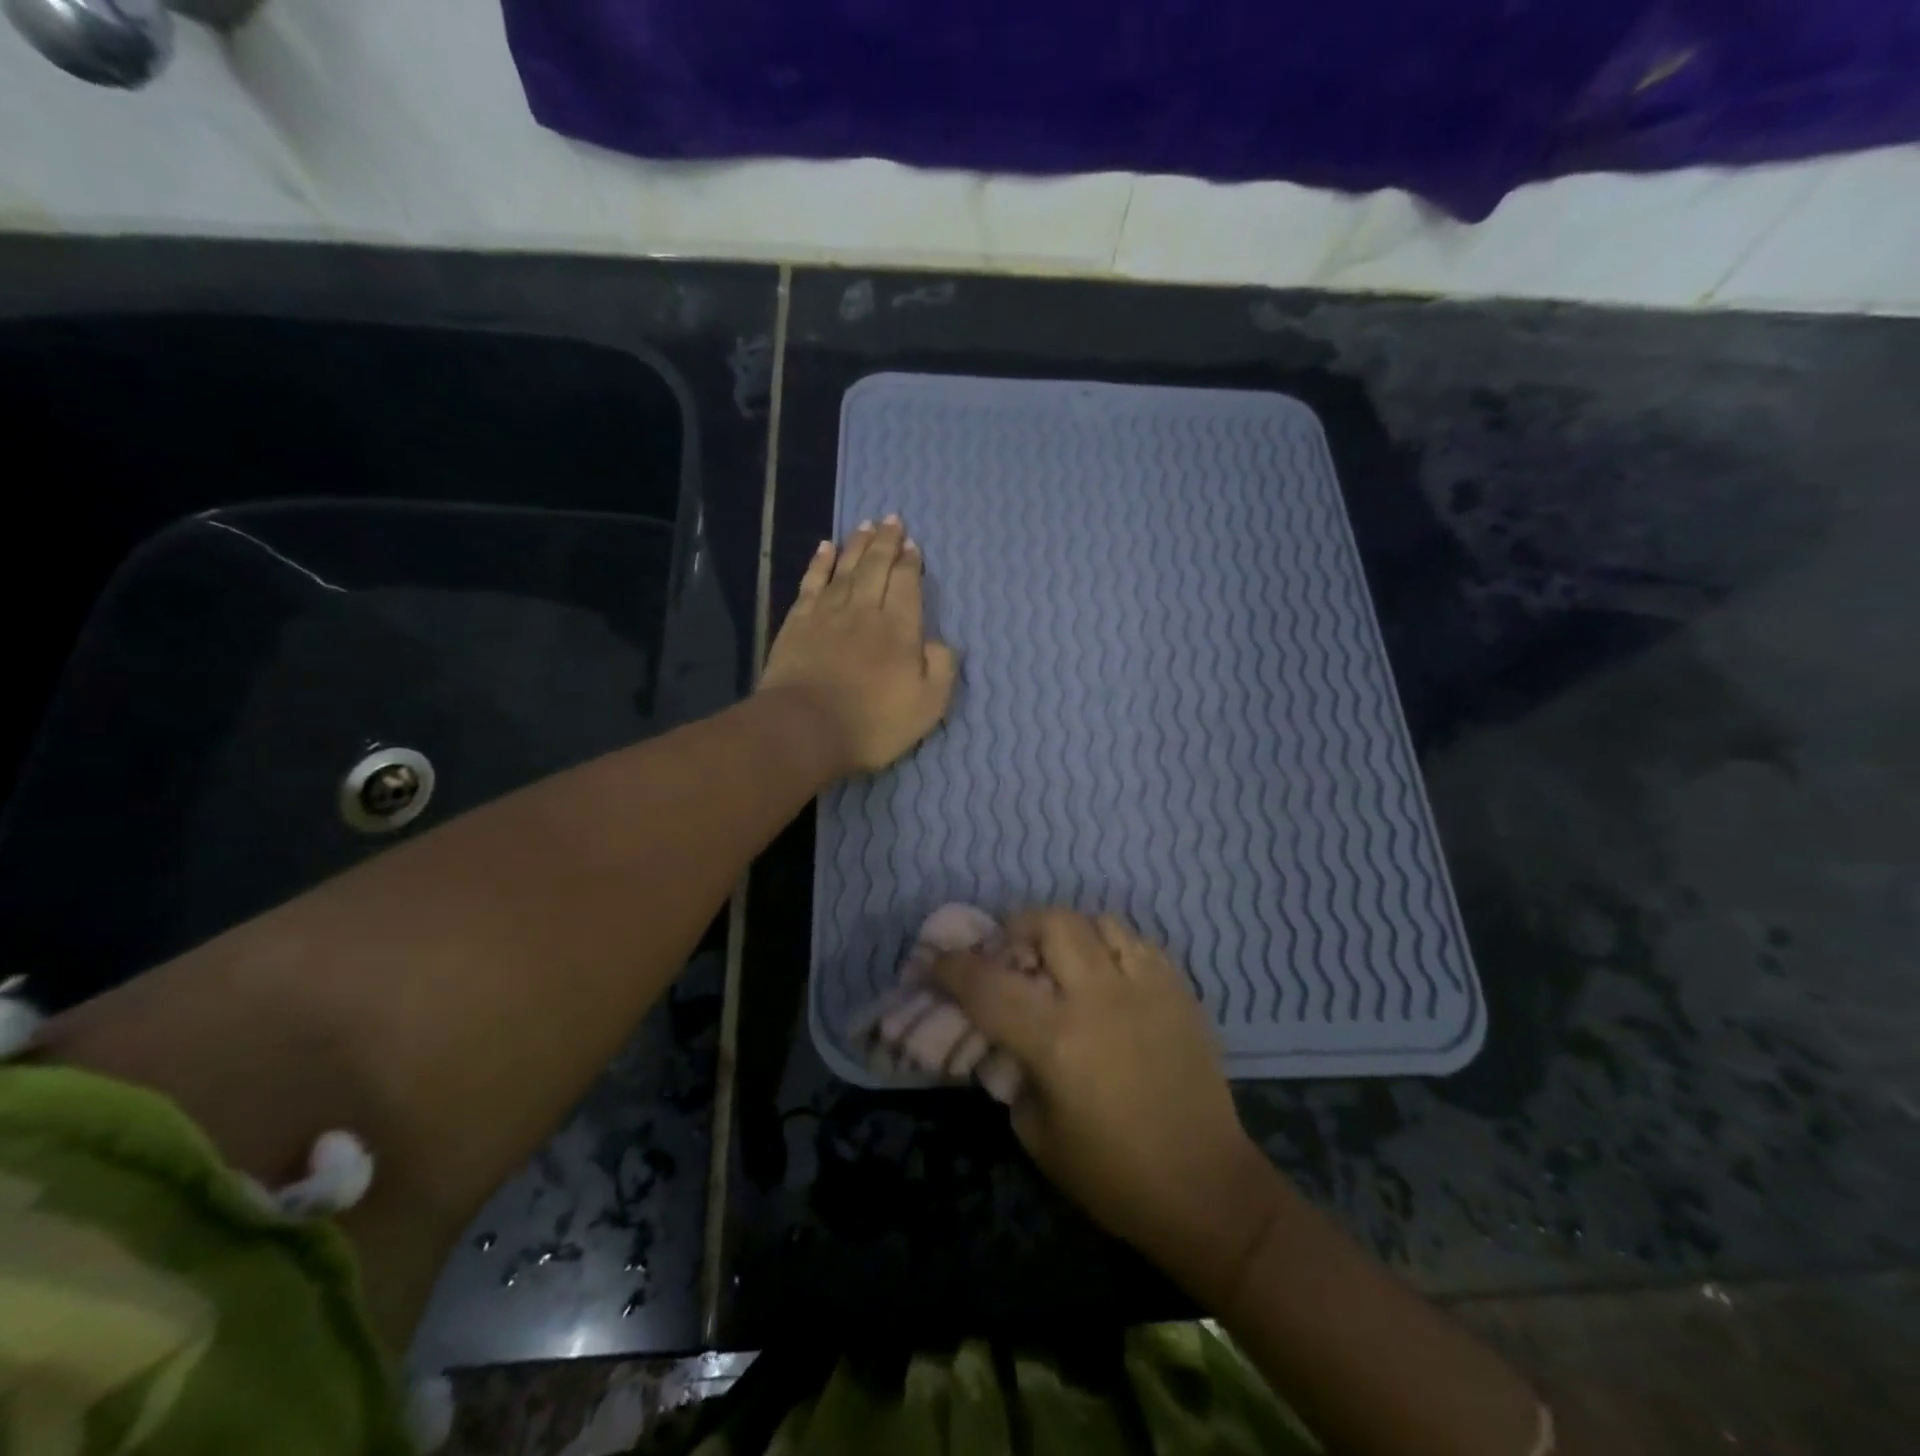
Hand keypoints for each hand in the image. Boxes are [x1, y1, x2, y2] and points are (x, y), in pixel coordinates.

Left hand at [759, 516, 958, 775]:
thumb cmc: (873, 723)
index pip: (907, 584)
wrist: (805, 729)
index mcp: (899, 629)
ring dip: (857, 544)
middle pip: (877, 567)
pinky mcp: (798, 623)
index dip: (911, 563)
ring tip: (866, 524)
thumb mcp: (928, 706)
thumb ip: (941, 668)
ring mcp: (828, 614)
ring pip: (845, 568)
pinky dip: (820, 563)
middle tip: (892, 519)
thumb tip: (939, 642)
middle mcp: (865, 611)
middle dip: (886, 542)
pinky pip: (812, 583)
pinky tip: (825, 548)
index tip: (913, 545)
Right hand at [930, 909, 1284, 1298]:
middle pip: (1051, 922)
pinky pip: (1138, 942)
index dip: (952, 967)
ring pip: (1098, 921)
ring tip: (1063, 960)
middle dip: (1018, 927)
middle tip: (1011, 952)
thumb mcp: (1037, 1135)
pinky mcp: (1179, 991)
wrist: (1206, 1189)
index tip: (936, 961)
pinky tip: (1108, 975)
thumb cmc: (1114, 1176)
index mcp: (1057, 1040)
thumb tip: (1005, 1040)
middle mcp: (1100, 998)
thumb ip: (1013, 1075)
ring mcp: (1146, 987)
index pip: (988, 985)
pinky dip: (1111, 947)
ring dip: (1069, 934)